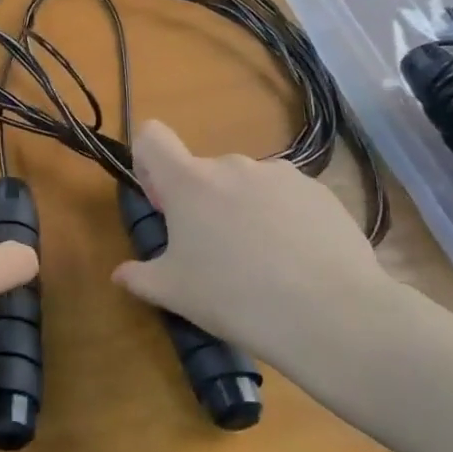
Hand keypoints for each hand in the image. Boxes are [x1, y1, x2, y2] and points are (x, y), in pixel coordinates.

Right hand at [111, 121, 395, 379]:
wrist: (332, 314)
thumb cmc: (234, 297)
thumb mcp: (173, 293)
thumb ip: (139, 276)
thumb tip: (120, 273)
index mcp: (188, 181)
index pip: (151, 137)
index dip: (148, 163)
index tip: (162, 204)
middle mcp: (233, 165)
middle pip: (202, 171)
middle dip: (200, 202)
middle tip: (212, 253)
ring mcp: (282, 175)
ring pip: (246, 185)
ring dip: (242, 210)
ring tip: (262, 262)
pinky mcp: (321, 193)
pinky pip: (287, 198)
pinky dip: (283, 220)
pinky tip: (297, 262)